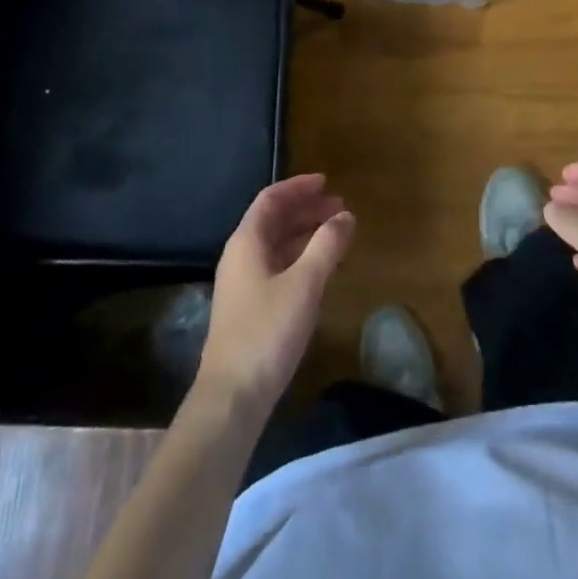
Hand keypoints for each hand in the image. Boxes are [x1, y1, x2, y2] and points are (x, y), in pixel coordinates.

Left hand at [197, 173, 355, 410]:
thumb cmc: (267, 331)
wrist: (232, 396)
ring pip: (277, 244)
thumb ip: (326, 245)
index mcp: (247, 242)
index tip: (327, 183)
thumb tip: (345, 215)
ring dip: (305, 234)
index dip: (298, 187)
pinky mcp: (250, 307)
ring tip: (337, 234)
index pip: (271, 199)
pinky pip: (278, 266)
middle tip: (340, 209)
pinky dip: (301, 258)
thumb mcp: (304, 284)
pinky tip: (321, 268)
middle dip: (306, 210)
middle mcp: (241, 256)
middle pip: (274, 220)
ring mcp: (243, 283)